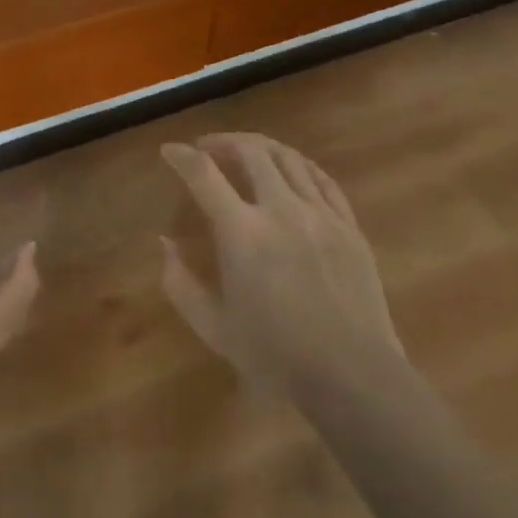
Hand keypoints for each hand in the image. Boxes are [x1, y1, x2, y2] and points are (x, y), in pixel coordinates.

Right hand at [160, 133, 402, 393]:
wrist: (352, 375)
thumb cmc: (275, 355)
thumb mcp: (213, 326)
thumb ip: (179, 282)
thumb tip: (165, 243)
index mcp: (242, 233)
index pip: (203, 174)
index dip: (181, 156)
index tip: (169, 150)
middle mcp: (281, 210)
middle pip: (250, 151)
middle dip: (223, 141)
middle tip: (207, 148)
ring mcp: (320, 214)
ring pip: (288, 157)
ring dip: (260, 146)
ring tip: (246, 151)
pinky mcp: (349, 225)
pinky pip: (322, 179)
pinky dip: (299, 165)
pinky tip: (290, 169)